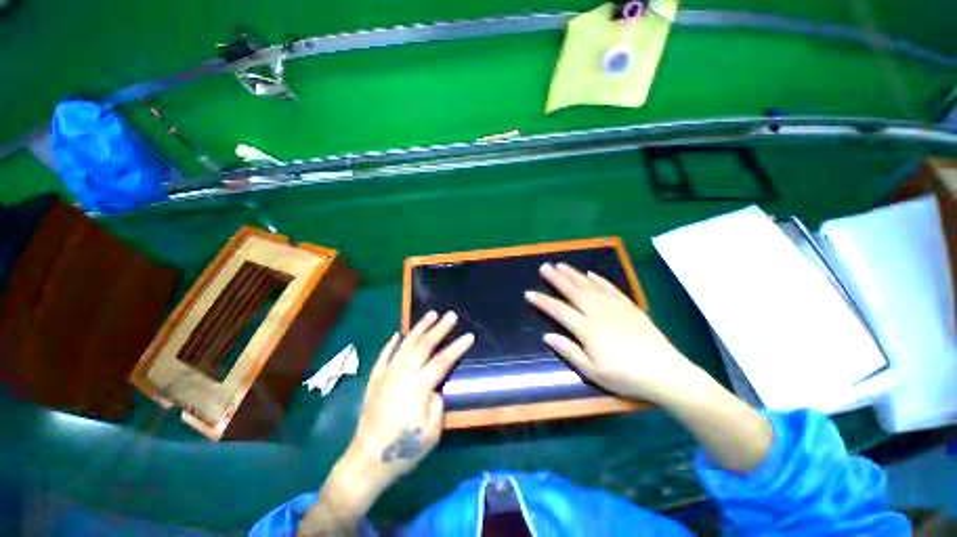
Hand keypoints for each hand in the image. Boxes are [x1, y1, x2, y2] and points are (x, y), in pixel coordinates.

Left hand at [299, 312, 473, 534]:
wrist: (367, 461)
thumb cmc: (404, 450)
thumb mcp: (431, 433)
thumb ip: (437, 404)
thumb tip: (436, 386)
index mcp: (418, 388)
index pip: (442, 361)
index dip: (457, 347)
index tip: (469, 335)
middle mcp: (402, 375)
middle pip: (424, 346)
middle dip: (439, 328)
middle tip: (451, 315)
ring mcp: (386, 375)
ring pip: (405, 345)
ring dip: (419, 328)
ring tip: (431, 315)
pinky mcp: (375, 379)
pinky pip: (384, 355)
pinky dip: (392, 343)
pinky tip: (398, 333)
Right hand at [525, 262, 699, 404]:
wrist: (665, 372)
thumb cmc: (625, 376)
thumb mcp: (593, 371)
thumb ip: (569, 351)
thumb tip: (547, 336)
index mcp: (587, 329)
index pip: (558, 310)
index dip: (542, 301)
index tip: (528, 293)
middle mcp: (597, 312)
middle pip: (572, 291)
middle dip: (556, 278)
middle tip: (544, 267)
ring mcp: (614, 306)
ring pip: (589, 285)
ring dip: (573, 274)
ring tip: (561, 264)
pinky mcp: (628, 306)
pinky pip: (610, 288)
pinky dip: (599, 279)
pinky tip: (590, 274)